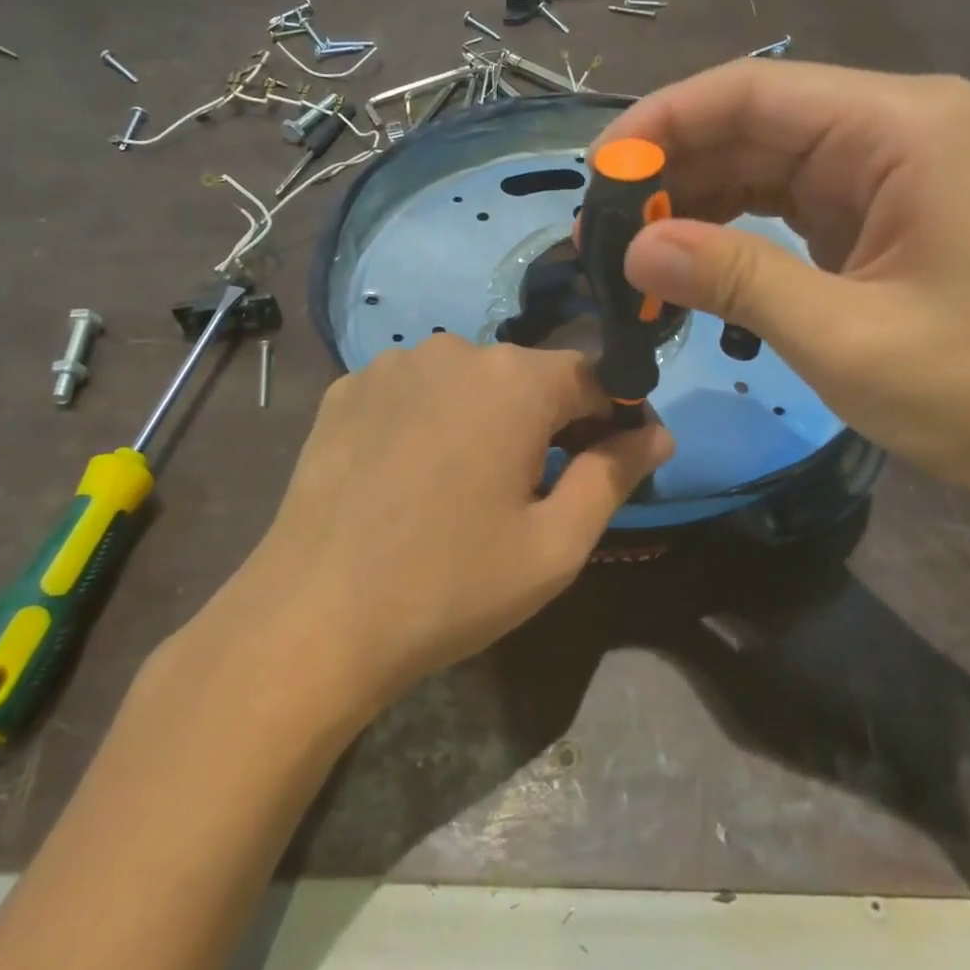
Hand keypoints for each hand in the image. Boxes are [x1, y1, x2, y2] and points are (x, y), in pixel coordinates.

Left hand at [193, 338, 669, 711]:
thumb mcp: (555, 545)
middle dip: (550, 422)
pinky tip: (412, 475)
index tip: (613, 464)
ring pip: (468, 382)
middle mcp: (454, 349)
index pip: (594, 377)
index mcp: (515, 380)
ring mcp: (391, 365)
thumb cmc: (450, 586)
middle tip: (540, 490)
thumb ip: (615, 476)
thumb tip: (657, 433)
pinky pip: (413, 392)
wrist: (312, 619)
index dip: (613, 419)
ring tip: (469, 486)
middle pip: (529, 376)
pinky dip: (431, 421)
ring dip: (487, 419)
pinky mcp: (346, 390)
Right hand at [595, 62, 969, 529]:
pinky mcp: (879, 217)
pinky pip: (785, 203)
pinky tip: (686, 260)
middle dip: (671, 169)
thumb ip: (733, 280)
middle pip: (753, 124)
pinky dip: (731, 229)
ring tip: (629, 248)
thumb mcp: (843, 336)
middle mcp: (894, 128)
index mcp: (899, 127)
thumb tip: (631, 249)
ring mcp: (888, 173)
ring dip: (694, 201)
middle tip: (598, 227)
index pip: (752, 92)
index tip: (594, 172)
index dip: (662, 122)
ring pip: (763, 164)